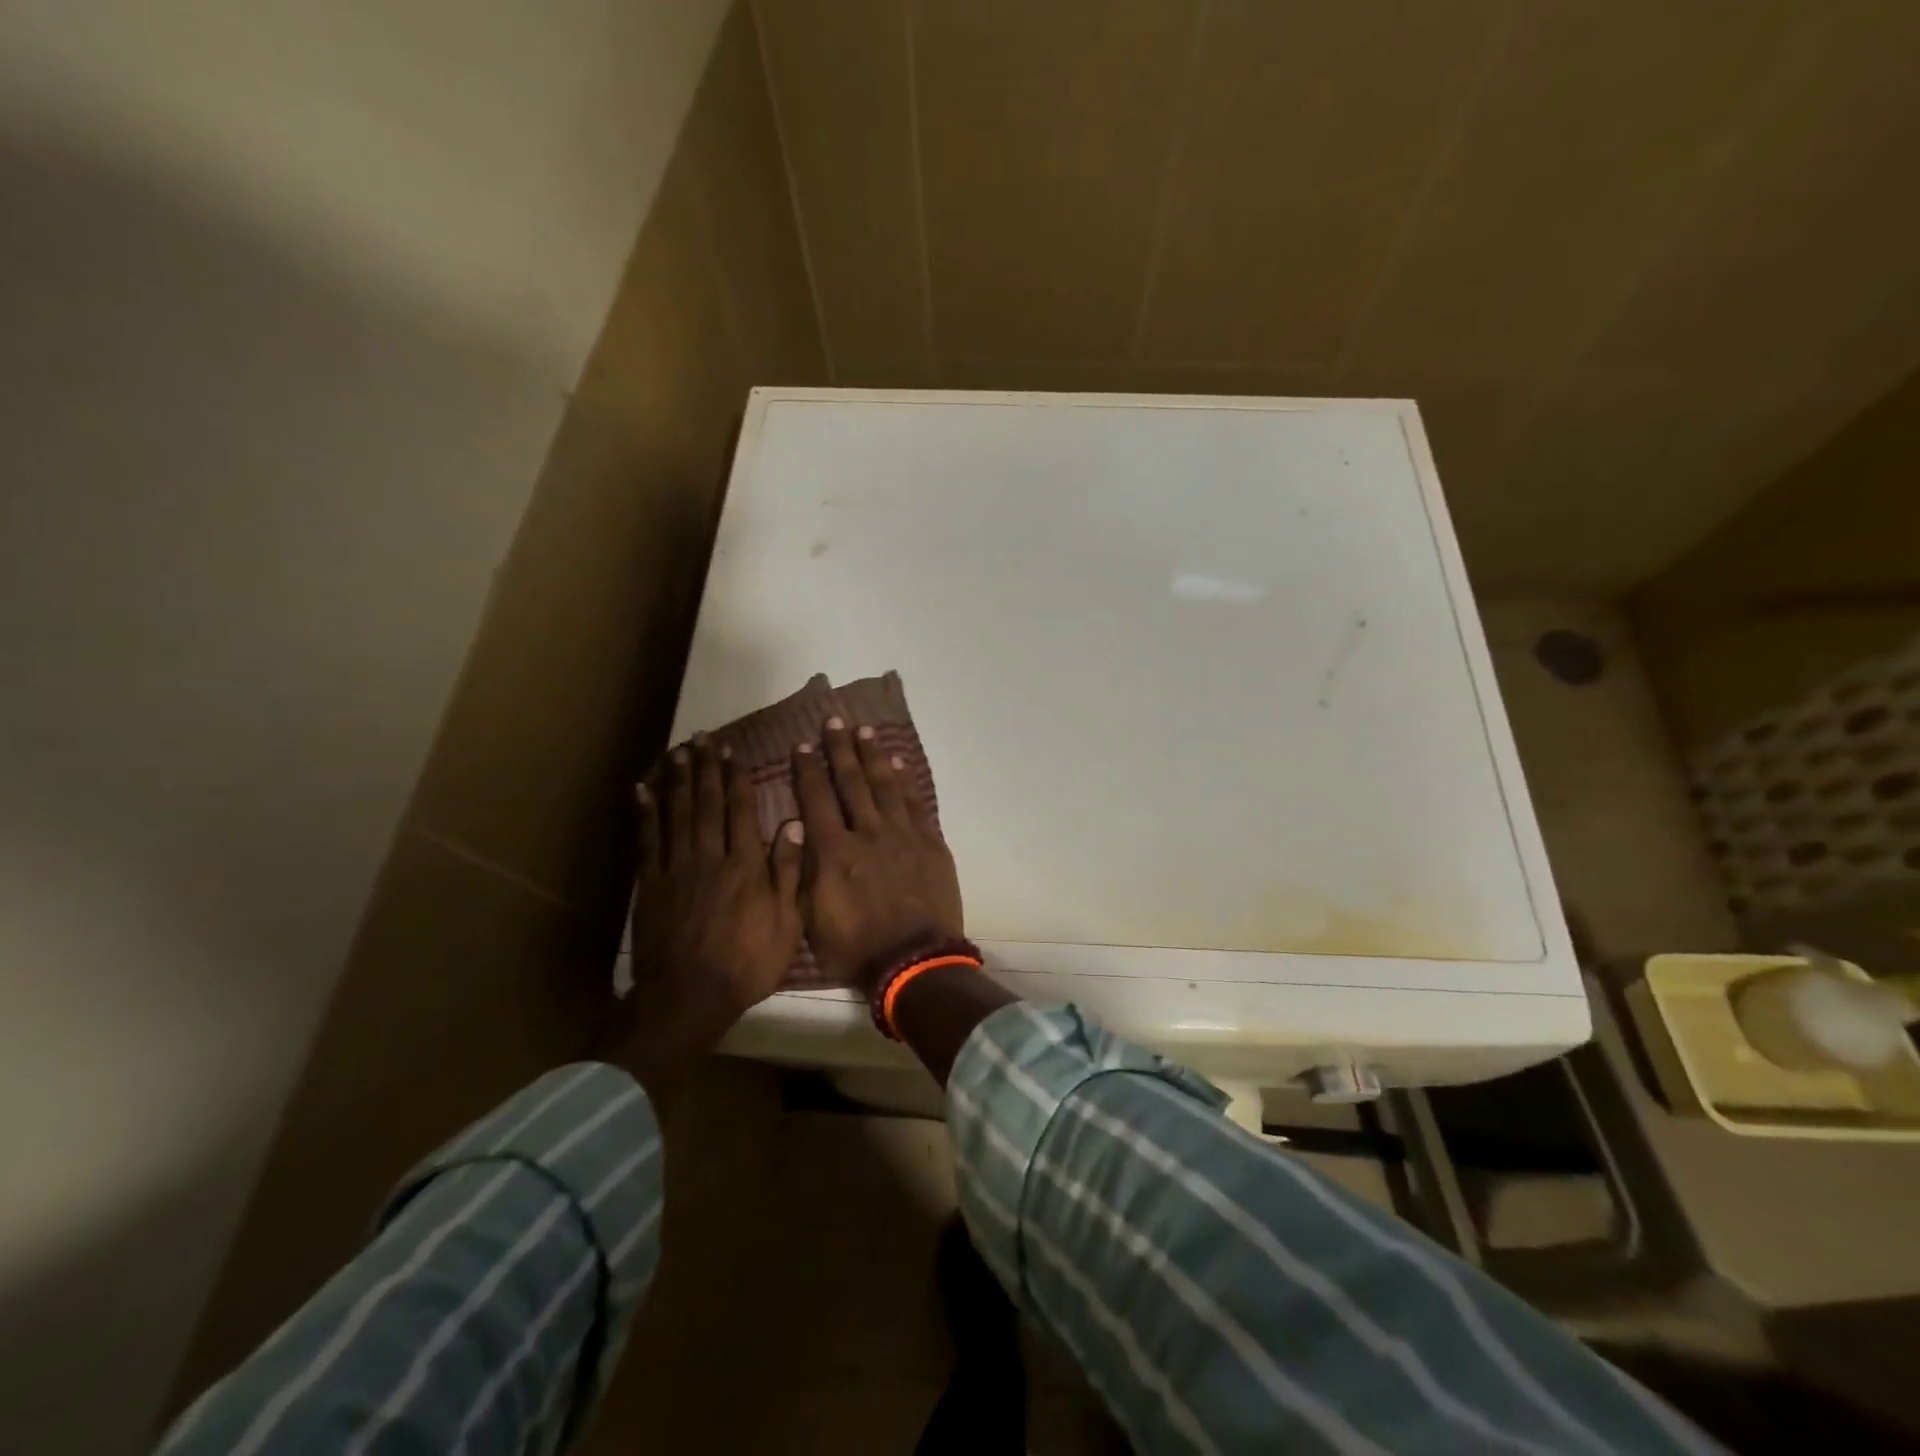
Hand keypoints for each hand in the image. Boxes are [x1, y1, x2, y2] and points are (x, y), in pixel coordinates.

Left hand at [610, 736, 803, 1103]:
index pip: (740, 810)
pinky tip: (643, 791)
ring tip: (677, 752)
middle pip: (706, 803)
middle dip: (705, 769)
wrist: (688, 997)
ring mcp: (675, 868)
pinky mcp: (649, 884)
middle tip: (701, 739)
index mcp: (745, 865)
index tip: (731, 753)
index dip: (735, 778)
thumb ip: (788, 871)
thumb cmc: (747, 963)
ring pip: (676, 814)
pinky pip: (647, 840)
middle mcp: (709, 856)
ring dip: (677, 780)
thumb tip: (794, 823)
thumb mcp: (785, 922)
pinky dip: (645, 812)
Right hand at [792, 717, 963, 994]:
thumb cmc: (856, 948)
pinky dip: (906, 782)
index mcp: (834, 852)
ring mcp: (902, 836)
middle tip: (833, 721)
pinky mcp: (930, 843)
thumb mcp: (812, 918)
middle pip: (851, 783)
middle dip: (840, 750)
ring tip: (865, 731)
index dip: (807, 771)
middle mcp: (867, 833)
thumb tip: (798, 832)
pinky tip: (899, 764)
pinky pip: (916, 804)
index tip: (802, 746)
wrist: (914, 962)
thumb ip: (803, 872)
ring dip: (873, 757)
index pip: (816, 800)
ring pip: (885, 786)